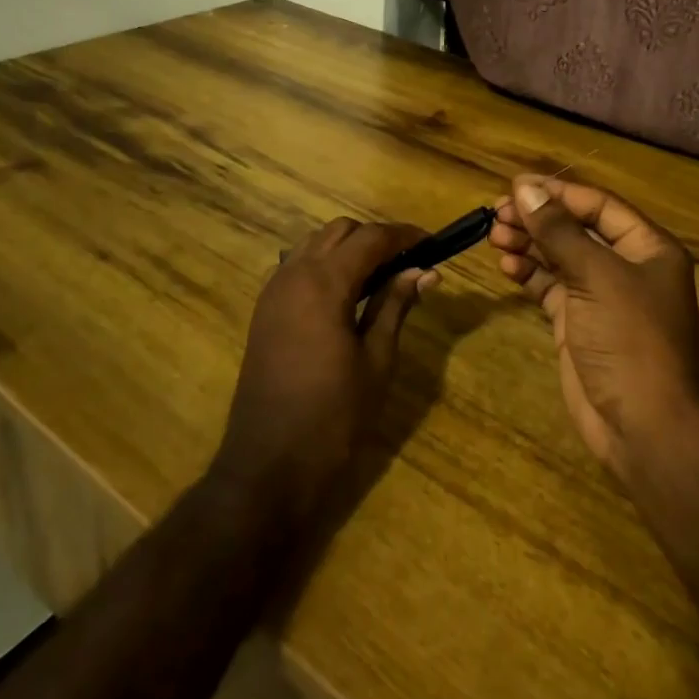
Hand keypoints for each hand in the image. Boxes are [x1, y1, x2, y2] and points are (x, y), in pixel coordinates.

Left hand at [213, 218, 435, 524]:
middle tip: (409, 263)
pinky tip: (347, 295)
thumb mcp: (377, 361)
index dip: (404, 236)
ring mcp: (273, 291)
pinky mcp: (265, 311)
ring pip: (315, 244)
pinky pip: (297, 266)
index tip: (433, 244)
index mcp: (323, 283)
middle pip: (340, 231)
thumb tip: (424, 271)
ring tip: (381, 277)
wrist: (267, 467)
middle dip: (376, 238)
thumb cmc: (333, 417)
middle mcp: (293, 274)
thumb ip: (396, 306)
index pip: (370, 238)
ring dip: (349, 249)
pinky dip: (325, 265)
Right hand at [491, 176, 698, 486]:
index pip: (598, 205)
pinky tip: (507, 265)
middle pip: (576, 229)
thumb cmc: (630, 339)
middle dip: (538, 219)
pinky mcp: (579, 324)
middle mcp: (626, 267)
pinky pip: (551, 288)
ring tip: (494, 235)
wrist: (646, 427)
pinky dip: (529, 274)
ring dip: (529, 244)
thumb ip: (559, 231)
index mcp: (646, 247)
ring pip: (560, 257)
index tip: (515, 185)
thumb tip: (524, 189)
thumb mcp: (597, 276)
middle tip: (497, 213)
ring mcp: (601, 297)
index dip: (557, 193)